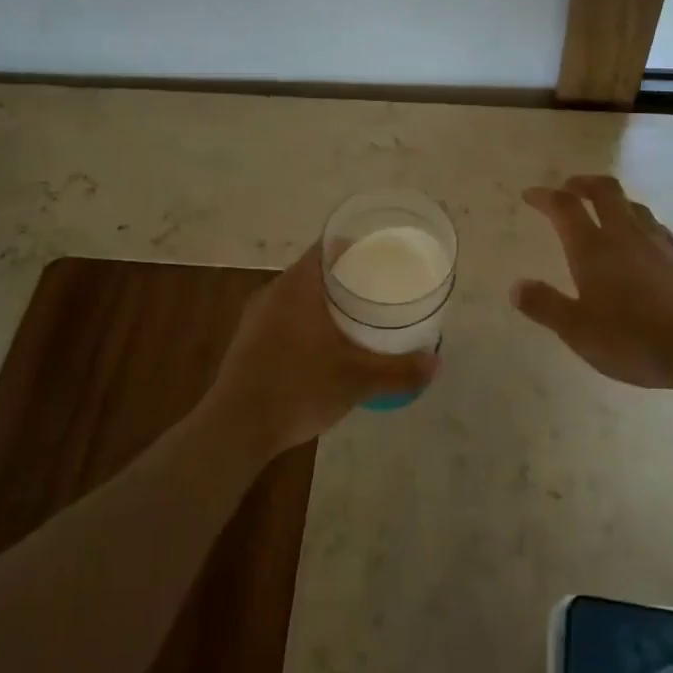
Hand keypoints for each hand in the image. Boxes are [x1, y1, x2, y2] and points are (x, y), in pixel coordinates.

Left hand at [200, 242, 439, 460]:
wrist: (236, 428)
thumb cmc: (299, 387)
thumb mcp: (357, 380)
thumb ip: (400, 371)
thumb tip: (436, 363)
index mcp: (297, 285)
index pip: (328, 246)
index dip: (355, 245)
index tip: (380, 253)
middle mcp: (274, 292)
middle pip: (315, 270)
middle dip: (346, 276)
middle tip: (378, 287)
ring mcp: (257, 317)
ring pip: (299, 296)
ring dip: (325, 301)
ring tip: (357, 316)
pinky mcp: (248, 341)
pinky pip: (285, 318)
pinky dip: (308, 322)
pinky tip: (325, 346)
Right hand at [513, 175, 672, 393]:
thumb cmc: (635, 339)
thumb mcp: (578, 331)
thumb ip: (545, 306)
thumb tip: (516, 286)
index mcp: (593, 248)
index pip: (564, 207)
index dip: (544, 196)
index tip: (530, 195)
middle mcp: (625, 235)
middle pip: (604, 191)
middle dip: (583, 183)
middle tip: (569, 187)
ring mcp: (659, 244)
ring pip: (633, 206)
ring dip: (613, 200)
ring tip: (603, 210)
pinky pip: (655, 227)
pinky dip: (639, 223)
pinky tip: (642, 242)